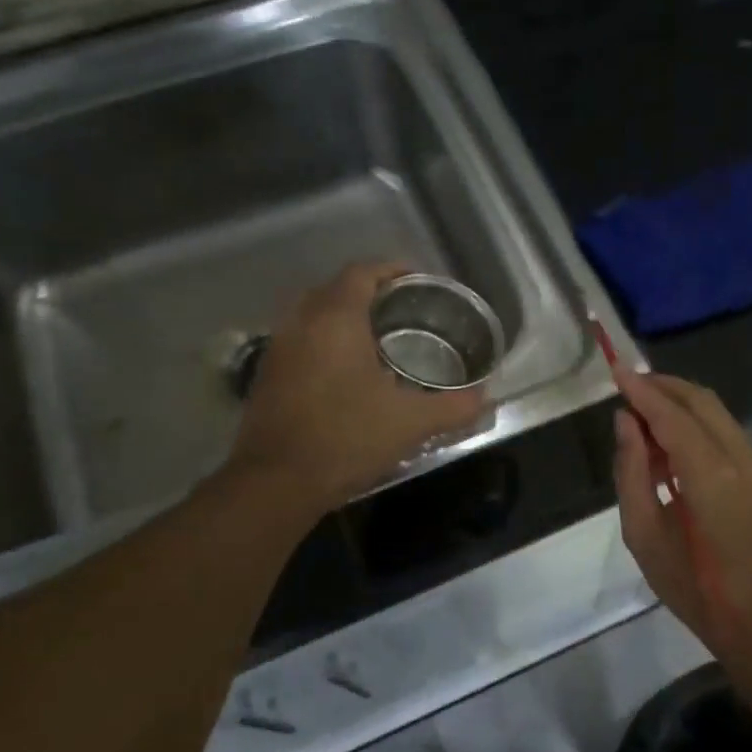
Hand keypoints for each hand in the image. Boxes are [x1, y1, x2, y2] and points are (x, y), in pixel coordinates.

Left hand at [229, 261, 487, 514]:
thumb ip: (454, 406)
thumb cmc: (346, 438)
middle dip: (371, 292)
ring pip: (315, 314)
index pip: (363, 271)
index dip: (394, 270)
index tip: (420, 283)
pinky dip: (326, 342)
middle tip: (405, 311)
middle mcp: (301, 321)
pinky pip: (302, 339)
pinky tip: (348, 372)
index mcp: (336, 318)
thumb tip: (484, 397)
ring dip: (345, 317)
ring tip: (379, 339)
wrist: (276, 482)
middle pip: (337, 288)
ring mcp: (278, 347)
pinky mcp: (267, 374)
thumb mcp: (411, 423)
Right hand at [611, 366, 751, 657]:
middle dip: (661, 387)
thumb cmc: (693, 586)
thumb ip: (631, 471)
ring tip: (641, 418)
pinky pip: (724, 431)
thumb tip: (625, 423)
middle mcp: (740, 456)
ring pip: (714, 411)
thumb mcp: (644, 534)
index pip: (671, 415)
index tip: (614, 370)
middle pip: (699, 400)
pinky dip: (694, 423)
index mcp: (710, 474)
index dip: (641, 390)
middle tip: (625, 388)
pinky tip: (668, 445)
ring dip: (678, 404)